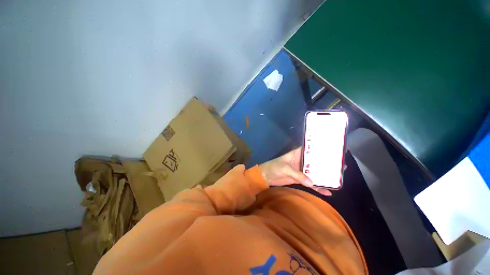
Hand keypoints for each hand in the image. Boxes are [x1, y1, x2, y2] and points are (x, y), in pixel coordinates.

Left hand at [259, 148, 331, 195]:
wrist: (267, 176)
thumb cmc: (274, 167)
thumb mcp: (285, 168)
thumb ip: (297, 175)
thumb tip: (311, 182)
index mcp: (297, 154)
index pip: (310, 150)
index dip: (320, 149)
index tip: (333, 150)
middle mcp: (301, 161)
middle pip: (315, 162)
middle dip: (326, 164)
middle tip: (341, 166)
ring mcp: (301, 171)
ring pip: (315, 173)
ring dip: (324, 176)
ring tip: (338, 179)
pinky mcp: (300, 179)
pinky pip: (310, 183)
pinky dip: (317, 187)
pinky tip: (327, 192)